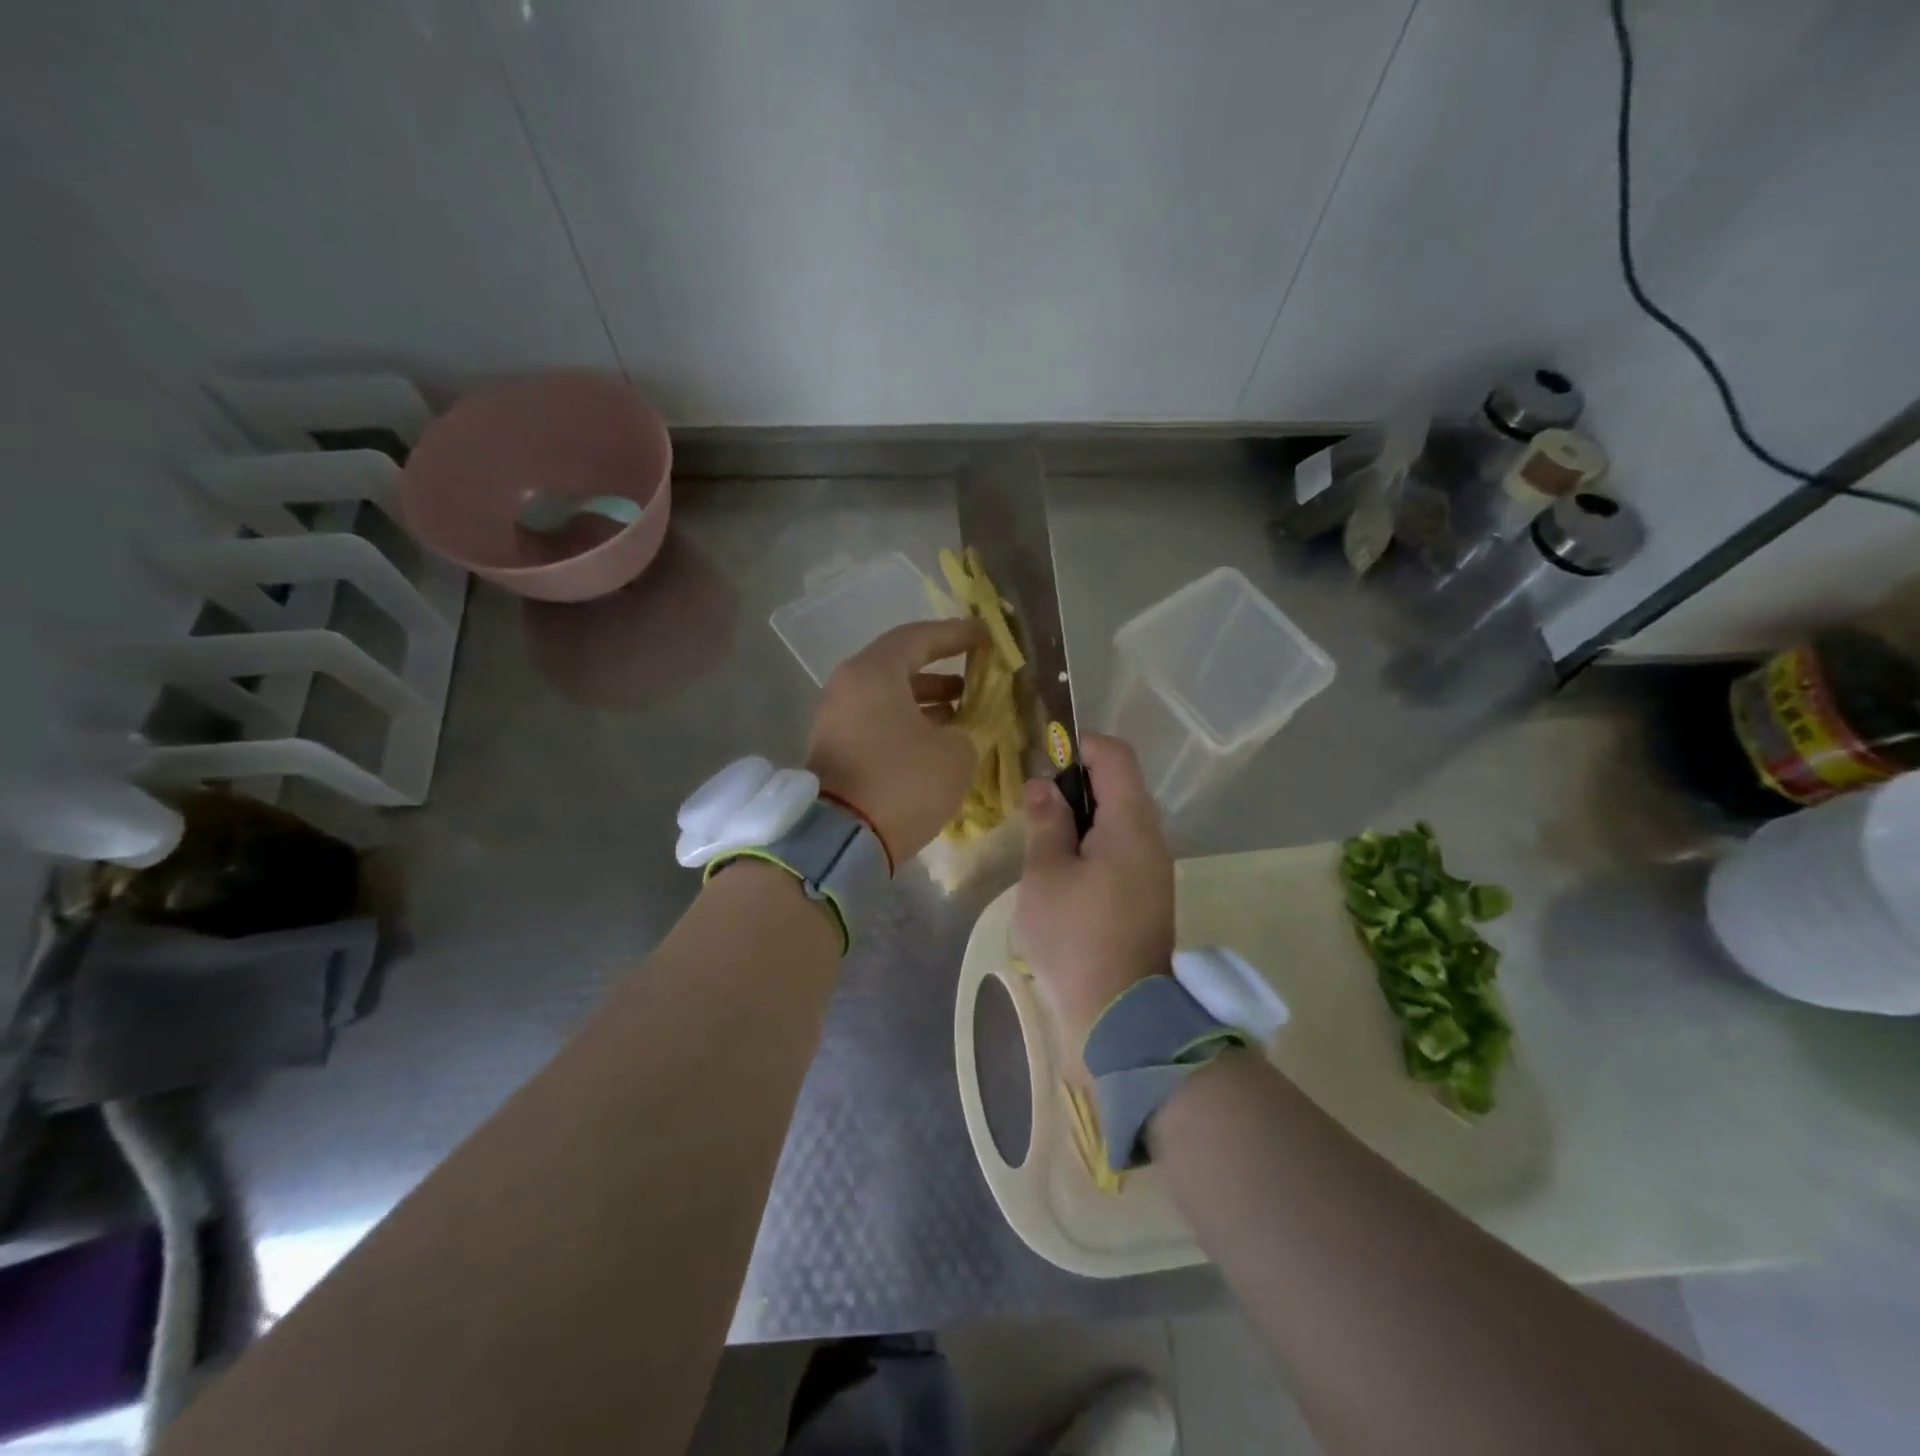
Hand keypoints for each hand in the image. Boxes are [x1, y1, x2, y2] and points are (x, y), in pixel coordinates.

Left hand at [807, 617, 987, 862]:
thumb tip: (957, 731)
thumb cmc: (903, 783)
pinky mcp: (835, 750)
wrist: (842, 841)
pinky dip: (907, 723)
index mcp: (873, 673)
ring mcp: (836, 719)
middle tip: (976, 677)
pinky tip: (937, 740)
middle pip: (899, 666)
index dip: (956, 635)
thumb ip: (965, 729)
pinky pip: (877, 722)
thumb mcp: (954, 753)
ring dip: (926, 701)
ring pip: (888, 697)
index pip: (918, 638)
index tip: (985, 635)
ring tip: (964, 711)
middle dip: (941, 671)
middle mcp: (847, 687)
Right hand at [1015, 734, 1173, 1045]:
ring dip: (1083, 817)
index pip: (1115, 755)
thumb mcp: (1045, 876)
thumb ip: (1045, 823)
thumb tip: (1043, 787)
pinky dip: (1094, 843)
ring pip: (1120, 819)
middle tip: (1035, 807)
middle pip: (1119, 785)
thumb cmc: (1075, 939)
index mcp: (1130, 824)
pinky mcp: (1150, 893)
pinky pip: (1123, 848)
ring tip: (1044, 840)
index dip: (1080, 746)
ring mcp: (1154, 868)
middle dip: (1076, 784)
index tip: (1044, 761)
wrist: (1122, 1016)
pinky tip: (1064, 871)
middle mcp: (1151, 838)